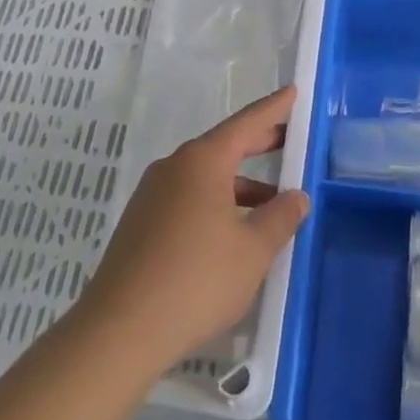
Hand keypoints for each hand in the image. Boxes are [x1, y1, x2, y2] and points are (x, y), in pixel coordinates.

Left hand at [73, 87, 309, 376]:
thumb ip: (280, 217)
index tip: (292, 91)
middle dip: (257, 144)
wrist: (122, 328)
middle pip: (222, 147)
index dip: (273, 109)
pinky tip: (232, 233)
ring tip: (270, 205)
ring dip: (239, 185)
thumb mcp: (253, 250)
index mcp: (202, 162)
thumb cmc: (197, 280)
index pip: (245, 124)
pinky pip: (187, 199)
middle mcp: (173, 168)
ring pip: (204, 178)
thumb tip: (296, 196)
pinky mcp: (140, 223)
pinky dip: (216, 204)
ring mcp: (152, 195)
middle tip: (287, 141)